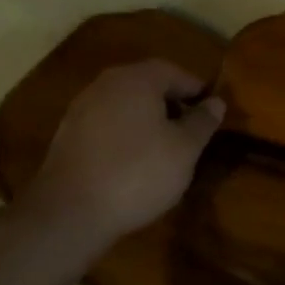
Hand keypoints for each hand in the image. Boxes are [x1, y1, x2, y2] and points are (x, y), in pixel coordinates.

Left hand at [20, 60, 224, 254]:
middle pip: (148, 85)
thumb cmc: (138, 173)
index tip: (212, 113)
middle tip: (192, 131)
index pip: (176, 72)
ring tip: (166, 149)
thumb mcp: (185, 149)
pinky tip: (134, 162)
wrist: (70, 212)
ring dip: (148, 120)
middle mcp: (106, 84)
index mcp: (138, 79)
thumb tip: (216, 102)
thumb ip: (203, 121)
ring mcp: (82, 108)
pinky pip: (107, 124)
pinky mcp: (67, 135)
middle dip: (172, 104)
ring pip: (126, 105)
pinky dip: (125, 135)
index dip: (198, 91)